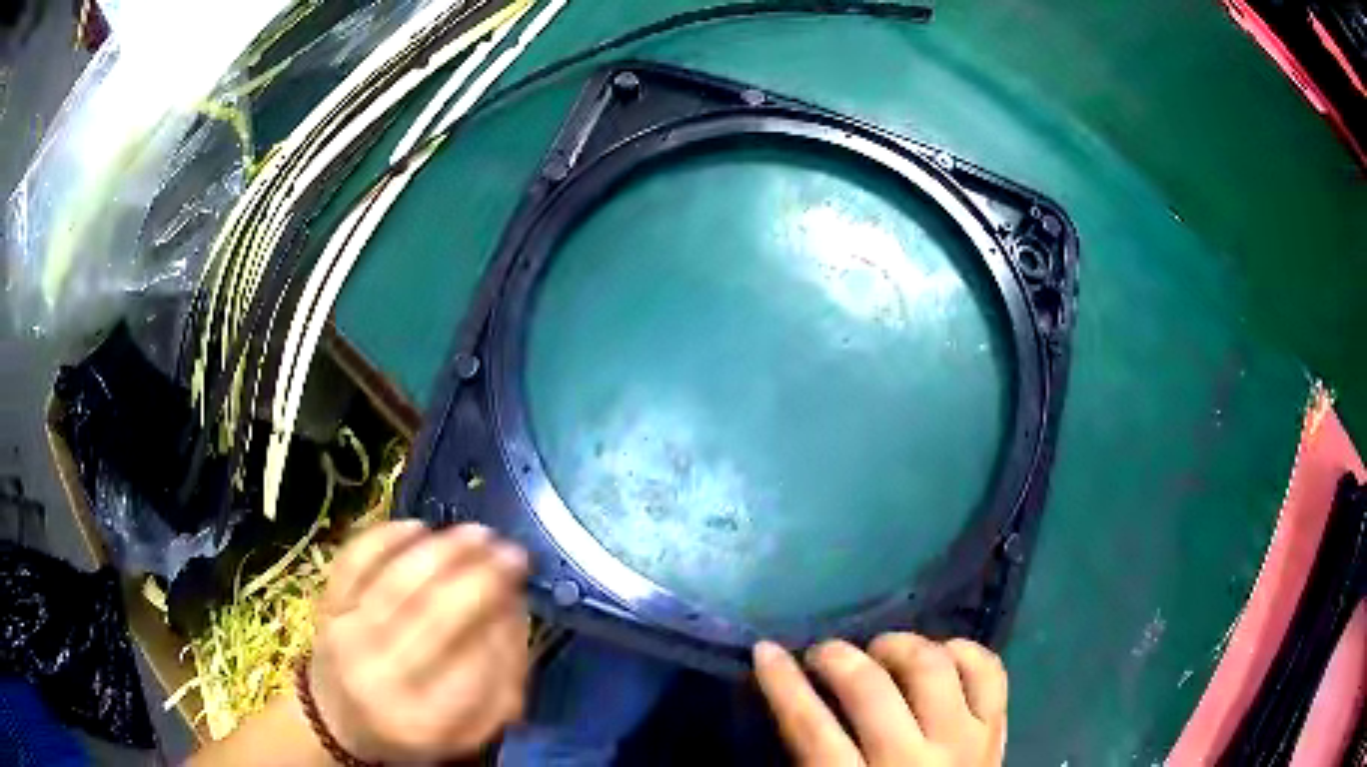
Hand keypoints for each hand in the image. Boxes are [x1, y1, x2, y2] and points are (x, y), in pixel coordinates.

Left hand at [307, 520, 530, 762]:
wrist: (338, 720)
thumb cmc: (413, 728)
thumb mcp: (467, 730)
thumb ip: (500, 685)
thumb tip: (514, 615)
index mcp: (422, 720)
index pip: (470, 668)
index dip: (502, 627)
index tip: (522, 598)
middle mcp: (379, 677)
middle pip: (431, 617)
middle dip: (478, 579)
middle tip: (511, 554)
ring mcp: (347, 635)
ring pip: (395, 582)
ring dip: (441, 551)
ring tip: (478, 533)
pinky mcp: (326, 605)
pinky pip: (353, 561)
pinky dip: (385, 538)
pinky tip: (419, 528)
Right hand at [754, 634, 1006, 765]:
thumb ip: (811, 762)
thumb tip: (794, 702)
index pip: (812, 727)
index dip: (783, 683)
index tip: (765, 651)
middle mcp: (912, 761)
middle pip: (870, 689)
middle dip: (836, 656)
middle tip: (822, 653)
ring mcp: (963, 741)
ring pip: (932, 668)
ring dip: (899, 646)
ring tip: (880, 650)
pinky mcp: (995, 730)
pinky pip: (989, 670)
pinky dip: (963, 650)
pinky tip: (940, 653)